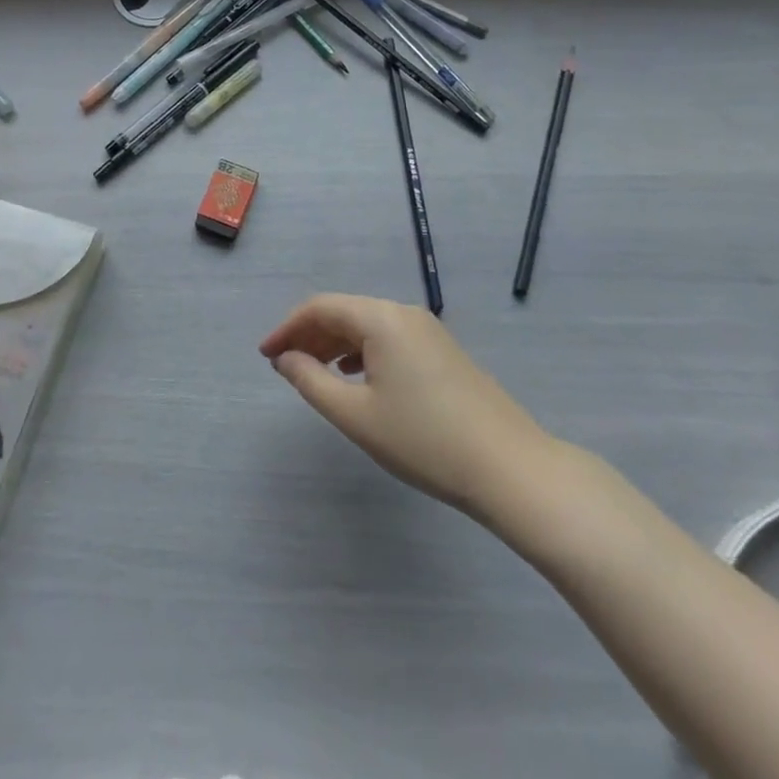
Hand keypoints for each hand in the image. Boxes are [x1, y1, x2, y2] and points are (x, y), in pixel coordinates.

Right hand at [260, 294, 573, 538]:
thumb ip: (311, 381)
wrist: (512, 470)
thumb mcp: (356, 416)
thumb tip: (285, 359)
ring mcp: (429, 331)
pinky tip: (357, 379)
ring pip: (368, 326)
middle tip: (284, 365)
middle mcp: (404, 313)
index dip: (287, 327)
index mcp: (381, 318)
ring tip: (314, 372)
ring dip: (335, 344)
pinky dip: (362, 352)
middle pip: (345, 312)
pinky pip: (390, 339)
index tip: (266, 356)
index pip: (321, 307)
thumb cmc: (425, 441)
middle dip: (310, 334)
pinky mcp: (444, 352)